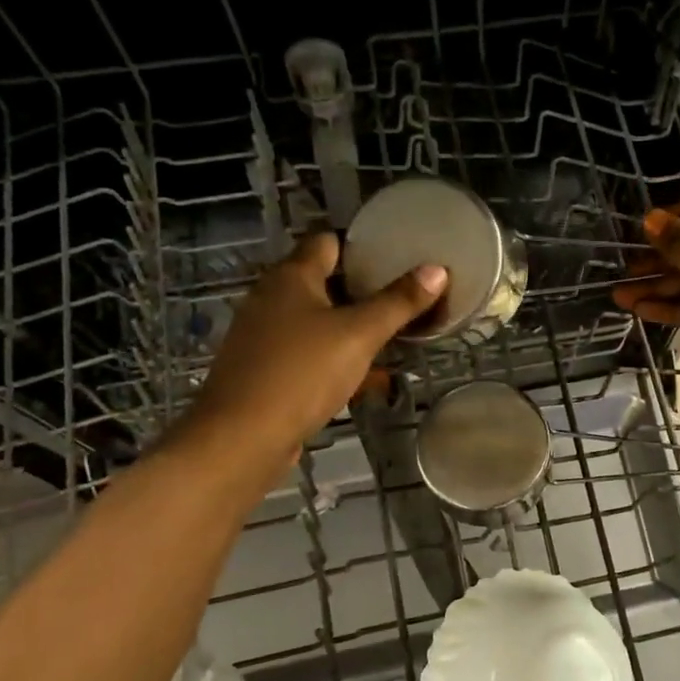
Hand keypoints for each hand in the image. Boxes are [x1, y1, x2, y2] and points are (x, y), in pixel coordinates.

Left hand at [184, 233, 445, 458]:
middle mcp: (271, 298)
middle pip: (324, 283)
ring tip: (393, 338)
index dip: (362, 246)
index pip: (327, 242)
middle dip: (364, 292)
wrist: (242, 438)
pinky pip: (309, 354)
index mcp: (290, 277)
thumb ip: (398, 303)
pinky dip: (336, 360)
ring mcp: (264, 336)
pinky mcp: (265, 370)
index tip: (397, 257)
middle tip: (404, 299)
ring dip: (352, 329)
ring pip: (318, 322)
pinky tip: (366, 380)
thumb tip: (437, 269)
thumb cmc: (301, 374)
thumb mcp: (359, 335)